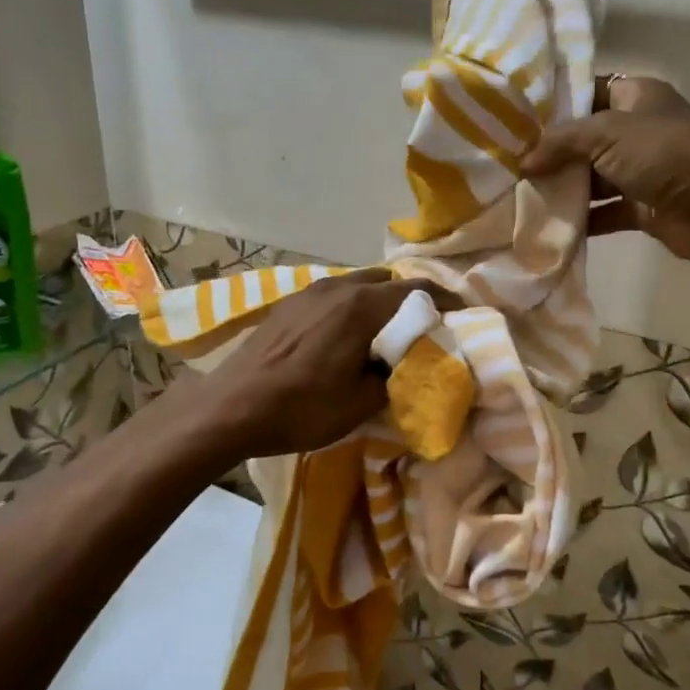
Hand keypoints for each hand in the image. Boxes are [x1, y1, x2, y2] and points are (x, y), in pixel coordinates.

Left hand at [187, 269, 449, 460]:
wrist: (228, 407)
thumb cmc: (299, 408)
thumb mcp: (359, 405)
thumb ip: (393, 380)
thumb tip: (405, 369)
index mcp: (362, 306)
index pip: (418, 290)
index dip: (445, 301)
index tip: (461, 315)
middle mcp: (339, 287)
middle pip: (388, 282)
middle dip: (410, 301)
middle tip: (421, 329)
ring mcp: (310, 291)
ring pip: (359, 285)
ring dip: (378, 302)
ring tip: (384, 333)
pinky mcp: (289, 303)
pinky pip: (334, 295)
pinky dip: (352, 307)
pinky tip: (345, 336)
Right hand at [521, 75, 689, 269]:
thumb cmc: (665, 153)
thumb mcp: (606, 133)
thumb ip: (560, 142)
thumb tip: (523, 160)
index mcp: (633, 96)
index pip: (583, 92)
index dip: (550, 104)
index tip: (511, 118)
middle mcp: (634, 130)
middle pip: (582, 139)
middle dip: (548, 152)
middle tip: (504, 162)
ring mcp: (638, 171)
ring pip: (590, 177)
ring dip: (561, 188)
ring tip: (515, 195)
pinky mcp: (641, 207)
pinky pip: (603, 212)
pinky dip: (580, 220)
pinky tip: (545, 226)